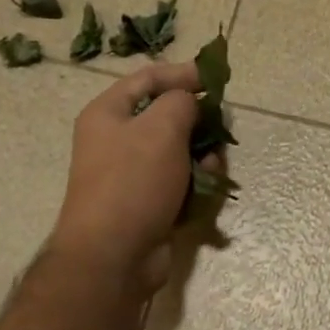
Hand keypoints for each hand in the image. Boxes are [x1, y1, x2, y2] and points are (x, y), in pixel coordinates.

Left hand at [49, 62, 204, 296]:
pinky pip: (180, 182)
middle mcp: (116, 140)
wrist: (113, 255)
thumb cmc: (133, 181)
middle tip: (221, 130)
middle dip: (198, 123)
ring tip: (213, 168)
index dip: (183, 73)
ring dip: (202, 156)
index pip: (148, 78)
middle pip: (167, 117)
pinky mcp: (148, 203)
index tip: (217, 79)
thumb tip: (190, 103)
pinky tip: (207, 191)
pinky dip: (196, 183)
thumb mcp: (162, 128)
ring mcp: (132, 174)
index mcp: (108, 113)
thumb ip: (181, 102)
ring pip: (179, 152)